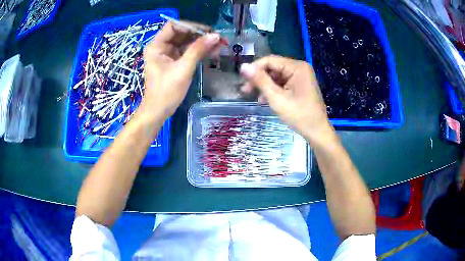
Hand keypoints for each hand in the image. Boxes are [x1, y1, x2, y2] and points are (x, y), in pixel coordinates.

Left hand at [140, 21, 220, 120]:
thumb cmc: (166, 92)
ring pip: (186, 42)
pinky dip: (199, 51)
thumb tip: (216, 36)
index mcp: (157, 46)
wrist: (158, 112)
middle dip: (200, 35)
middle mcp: (161, 47)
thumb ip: (198, 50)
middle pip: (182, 33)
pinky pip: (187, 51)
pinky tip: (212, 52)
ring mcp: (167, 54)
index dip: (191, 26)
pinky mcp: (173, 62)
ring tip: (220, 45)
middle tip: (218, 39)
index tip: (208, 31)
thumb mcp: (183, 69)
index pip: (174, 26)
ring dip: (202, 43)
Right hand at [240, 55, 334, 144]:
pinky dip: (274, 90)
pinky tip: (265, 100)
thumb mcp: (276, 97)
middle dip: (259, 79)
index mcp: (297, 67)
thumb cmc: (299, 115)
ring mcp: (301, 77)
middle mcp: (300, 68)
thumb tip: (243, 66)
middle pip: (273, 68)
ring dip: (265, 86)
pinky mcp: (301, 85)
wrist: (317, 132)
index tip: (242, 80)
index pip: (270, 60)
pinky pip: (283, 83)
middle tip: (245, 91)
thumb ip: (260, 80)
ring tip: (255, 98)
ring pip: (277, 76)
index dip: (254, 69)